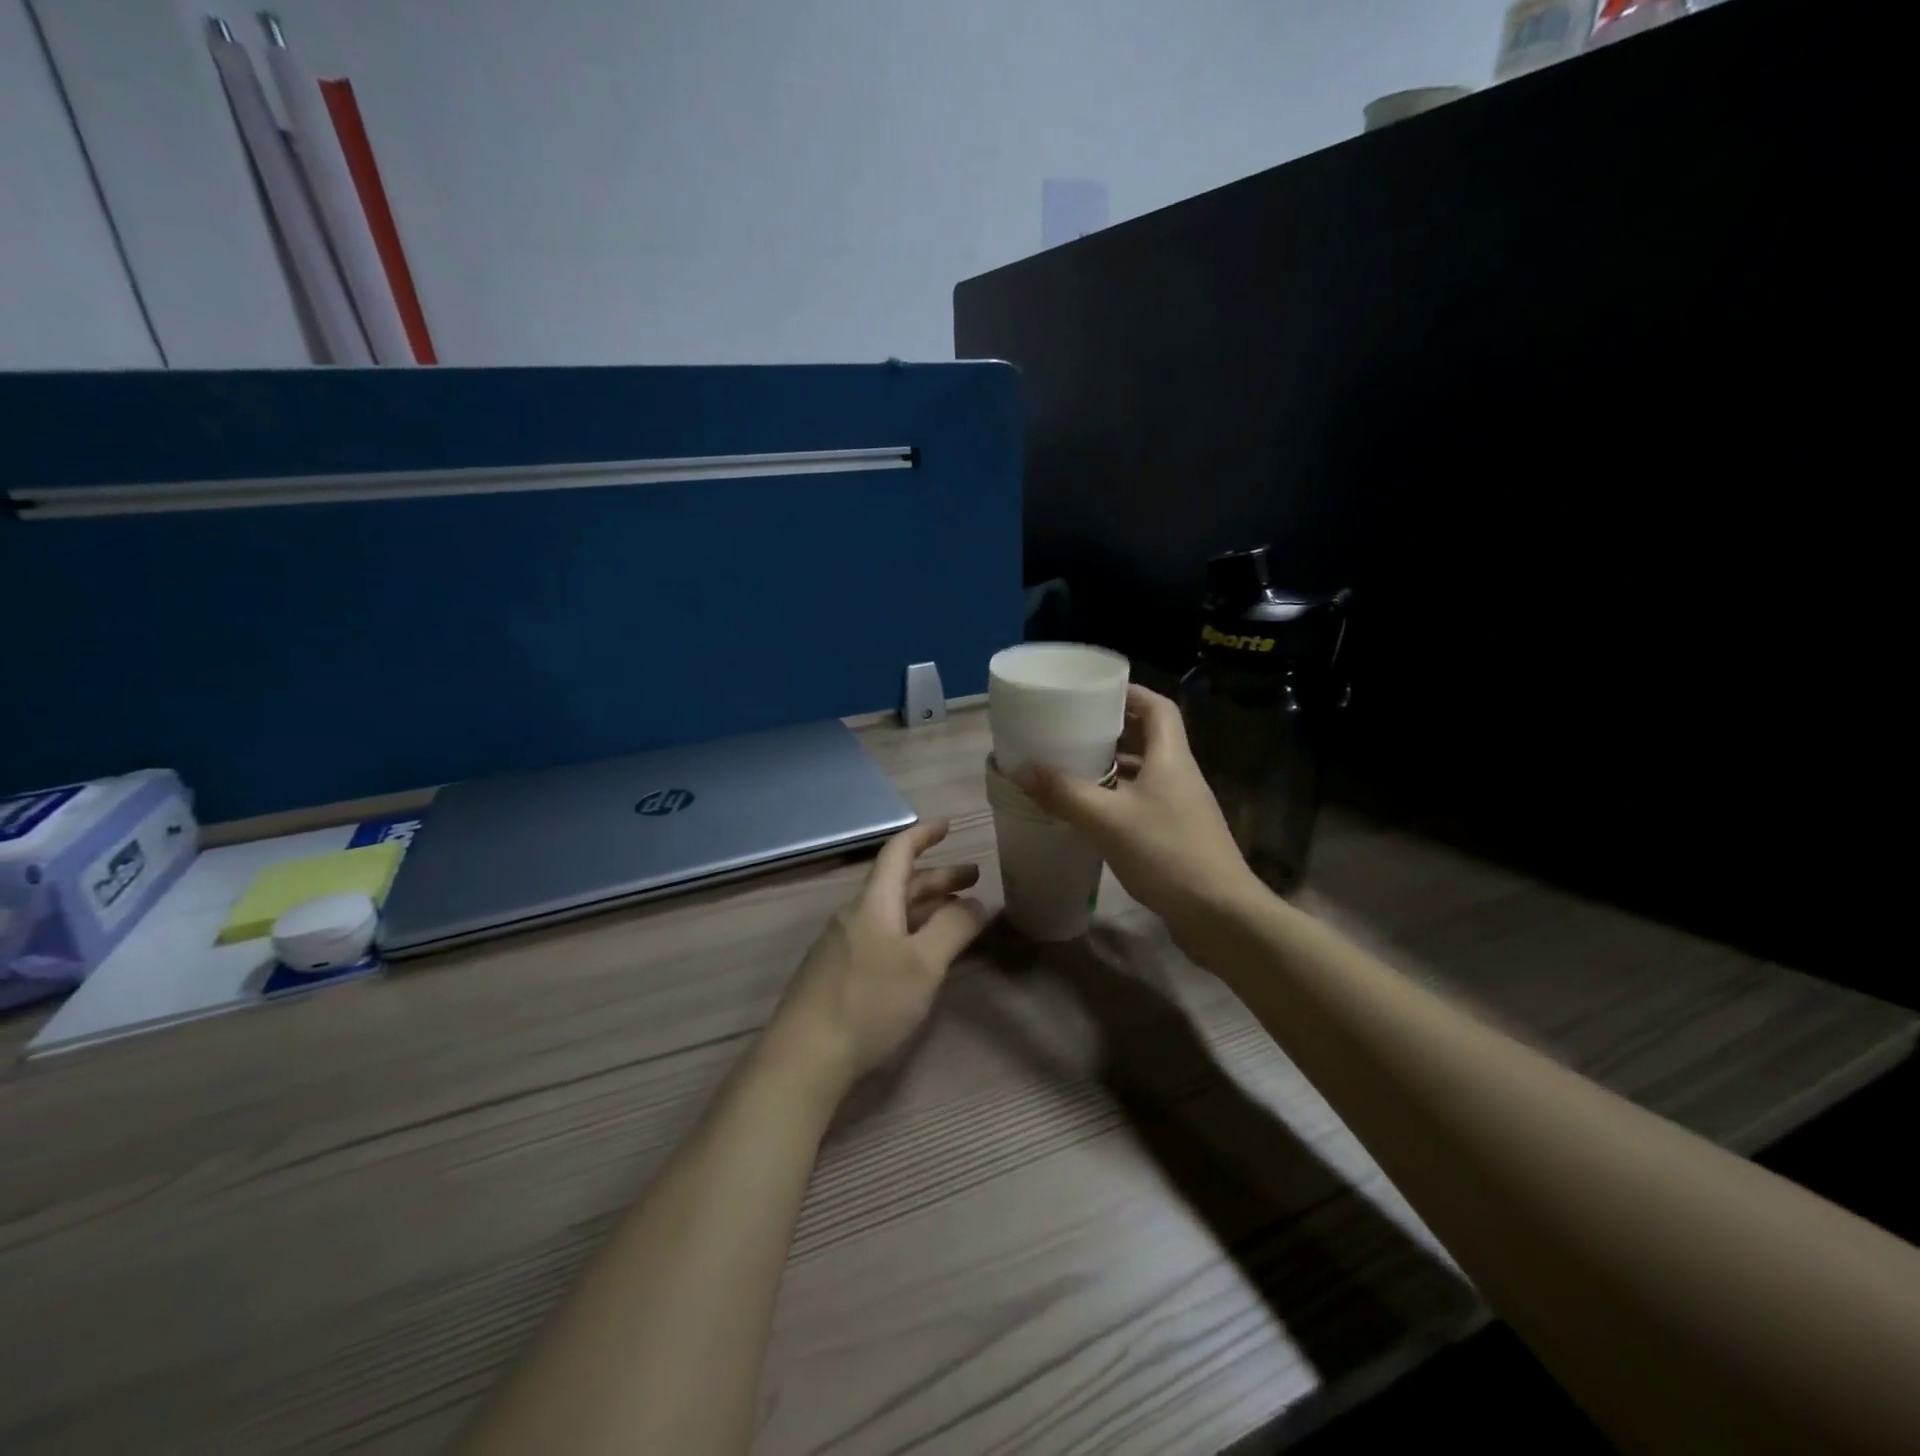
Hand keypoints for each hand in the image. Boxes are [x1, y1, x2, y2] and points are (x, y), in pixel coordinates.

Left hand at [763, 819, 988, 1098]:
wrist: (804, 1057)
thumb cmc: (869, 1001)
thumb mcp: (923, 964)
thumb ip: (952, 929)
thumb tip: (977, 903)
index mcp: (874, 902)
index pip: (899, 852)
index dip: (924, 835)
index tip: (949, 826)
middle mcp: (855, 915)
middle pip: (899, 883)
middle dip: (938, 878)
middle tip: (974, 878)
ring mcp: (843, 944)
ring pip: (891, 912)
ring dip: (925, 907)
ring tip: (957, 915)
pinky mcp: (838, 972)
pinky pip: (881, 936)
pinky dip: (910, 931)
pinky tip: (922, 954)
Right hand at [1014, 684, 1260, 944]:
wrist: (1221, 915)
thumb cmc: (1167, 854)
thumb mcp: (1107, 820)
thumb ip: (1064, 793)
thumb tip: (1022, 769)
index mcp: (1172, 758)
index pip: (1158, 707)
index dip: (1130, 693)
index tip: (1095, 693)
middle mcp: (1180, 775)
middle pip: (1150, 737)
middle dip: (1113, 729)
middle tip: (1074, 729)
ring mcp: (1182, 807)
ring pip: (1146, 772)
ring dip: (1114, 766)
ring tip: (1075, 766)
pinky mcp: (1177, 835)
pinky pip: (1144, 802)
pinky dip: (1118, 798)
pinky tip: (1092, 813)